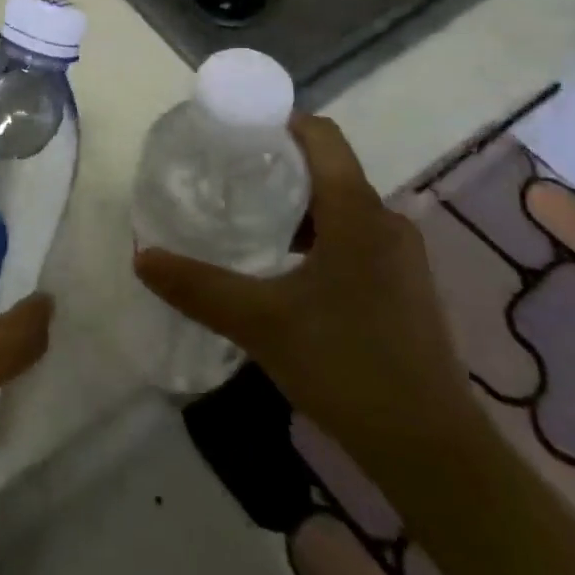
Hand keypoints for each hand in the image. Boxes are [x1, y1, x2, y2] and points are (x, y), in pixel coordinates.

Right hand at [135, 114, 472, 470]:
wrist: (432, 452)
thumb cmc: (347, 366)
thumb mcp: (261, 322)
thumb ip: (198, 287)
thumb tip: (142, 257)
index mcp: (358, 212)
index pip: (321, 136)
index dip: (278, 122)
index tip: (232, 132)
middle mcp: (385, 222)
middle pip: (327, 169)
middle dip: (275, 166)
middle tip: (224, 178)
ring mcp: (400, 257)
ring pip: (339, 207)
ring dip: (294, 206)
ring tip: (244, 219)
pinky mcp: (402, 288)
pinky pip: (352, 238)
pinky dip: (314, 237)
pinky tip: (281, 269)